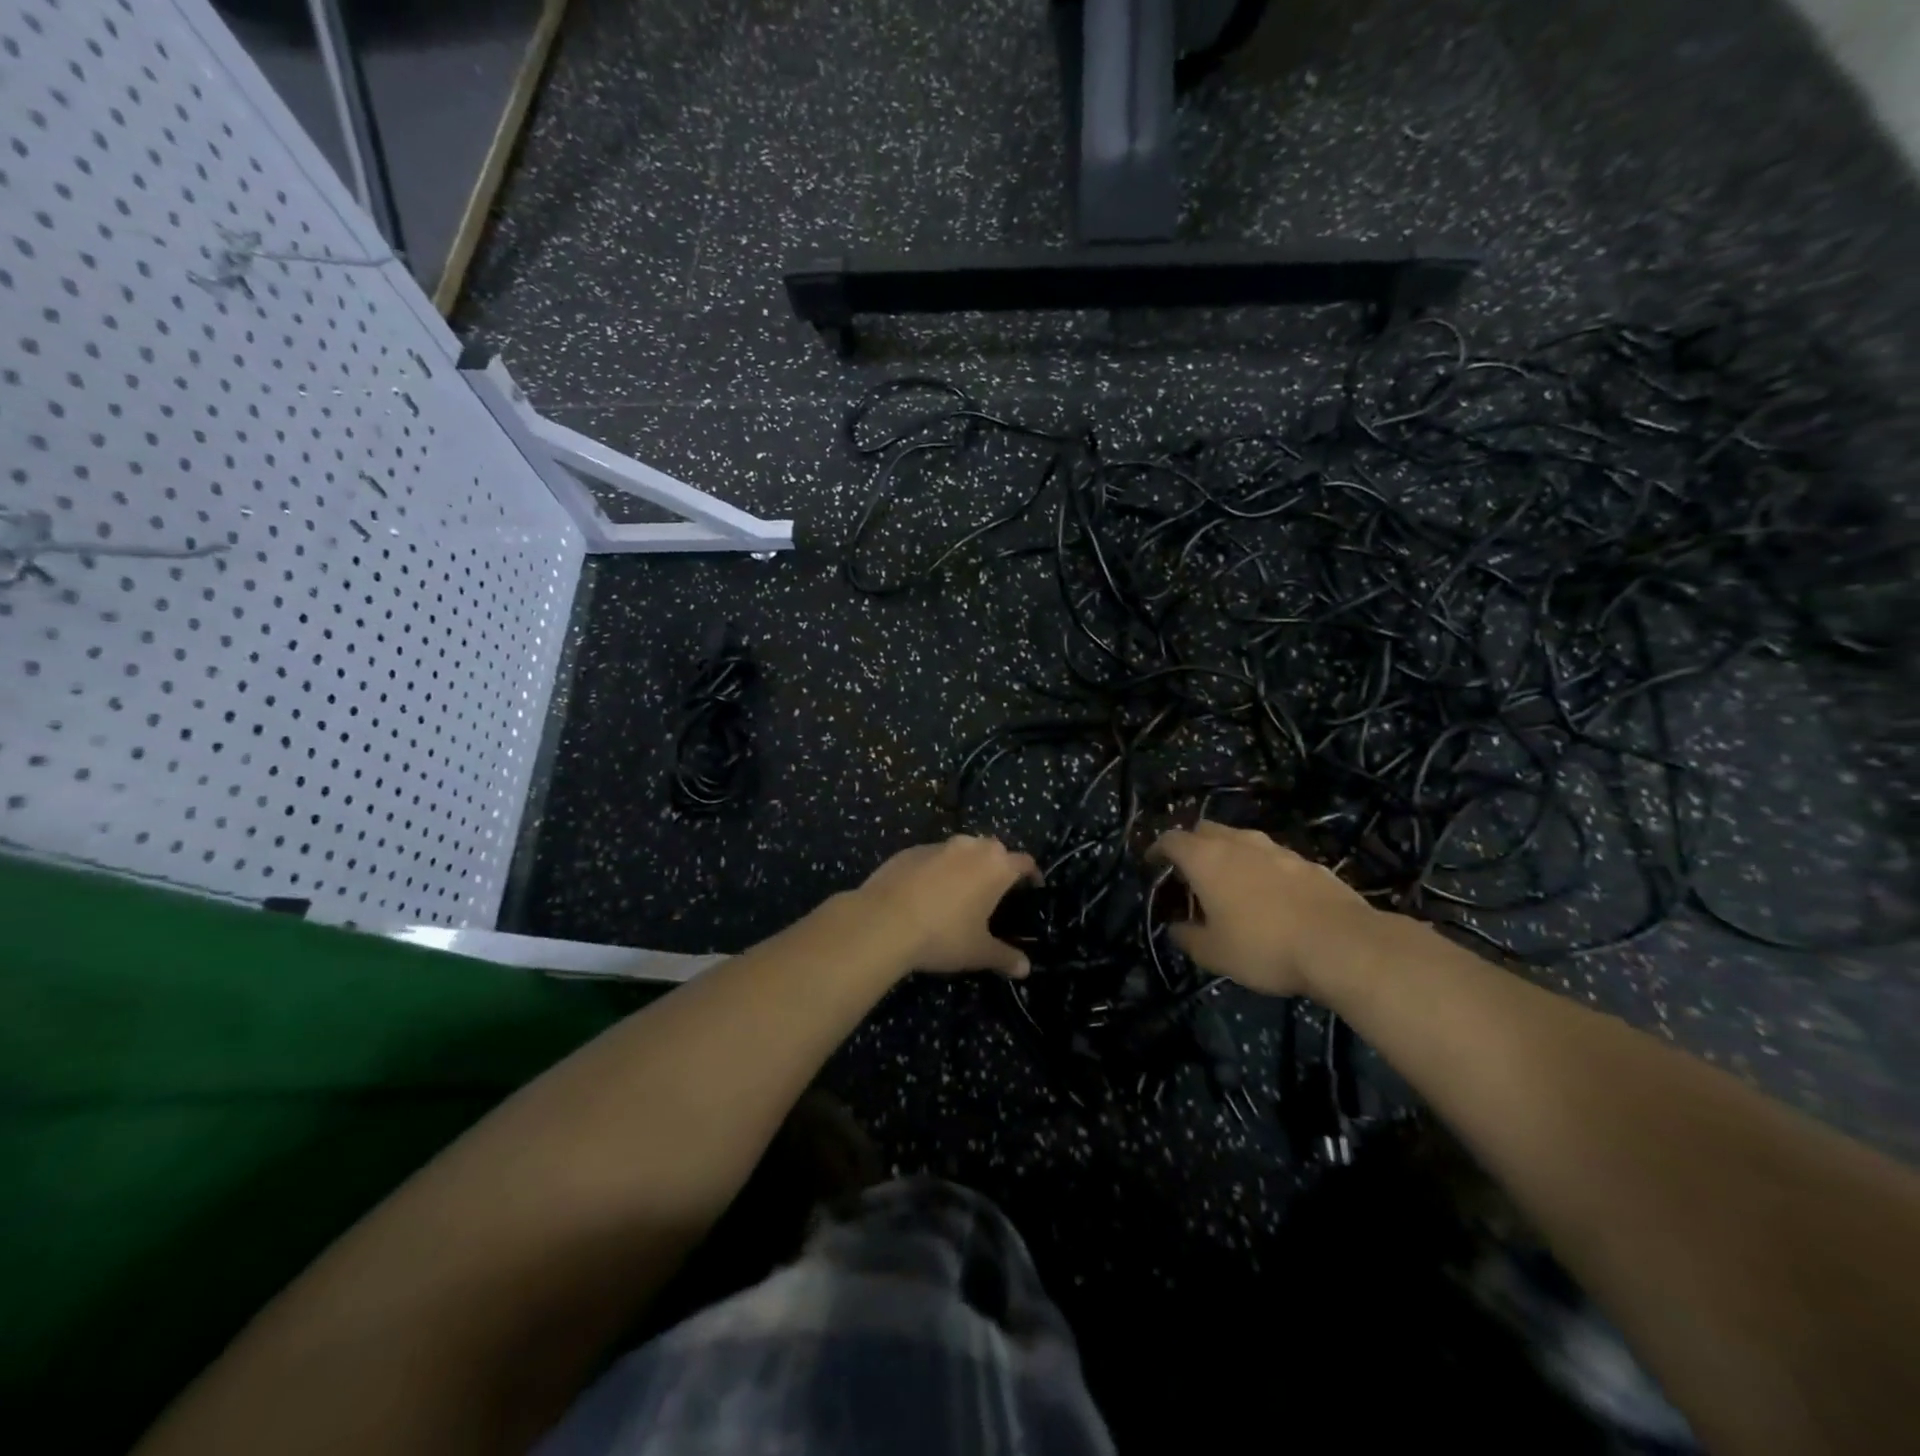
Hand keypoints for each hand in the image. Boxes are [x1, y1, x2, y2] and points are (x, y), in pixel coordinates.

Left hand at [853, 835, 1042, 977]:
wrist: (883, 921)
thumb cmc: (943, 935)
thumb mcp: (978, 952)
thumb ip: (1005, 957)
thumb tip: (1025, 969)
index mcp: (996, 866)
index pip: (1024, 861)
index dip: (1031, 874)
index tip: (1033, 886)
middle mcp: (970, 847)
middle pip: (993, 849)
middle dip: (997, 865)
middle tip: (995, 891)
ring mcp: (938, 845)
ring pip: (961, 850)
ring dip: (965, 865)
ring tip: (960, 891)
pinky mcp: (909, 851)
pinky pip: (932, 857)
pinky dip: (936, 869)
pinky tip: (925, 893)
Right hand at [1148, 821, 1377, 995]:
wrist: (1341, 945)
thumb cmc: (1264, 946)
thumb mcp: (1214, 953)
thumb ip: (1188, 937)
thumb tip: (1176, 928)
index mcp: (1206, 859)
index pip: (1171, 840)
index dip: (1158, 849)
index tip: (1152, 863)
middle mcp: (1238, 843)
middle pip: (1206, 830)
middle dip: (1193, 845)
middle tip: (1190, 873)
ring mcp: (1277, 850)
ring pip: (1242, 840)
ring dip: (1230, 855)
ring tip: (1231, 883)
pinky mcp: (1308, 863)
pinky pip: (1274, 858)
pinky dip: (1262, 869)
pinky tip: (1271, 896)